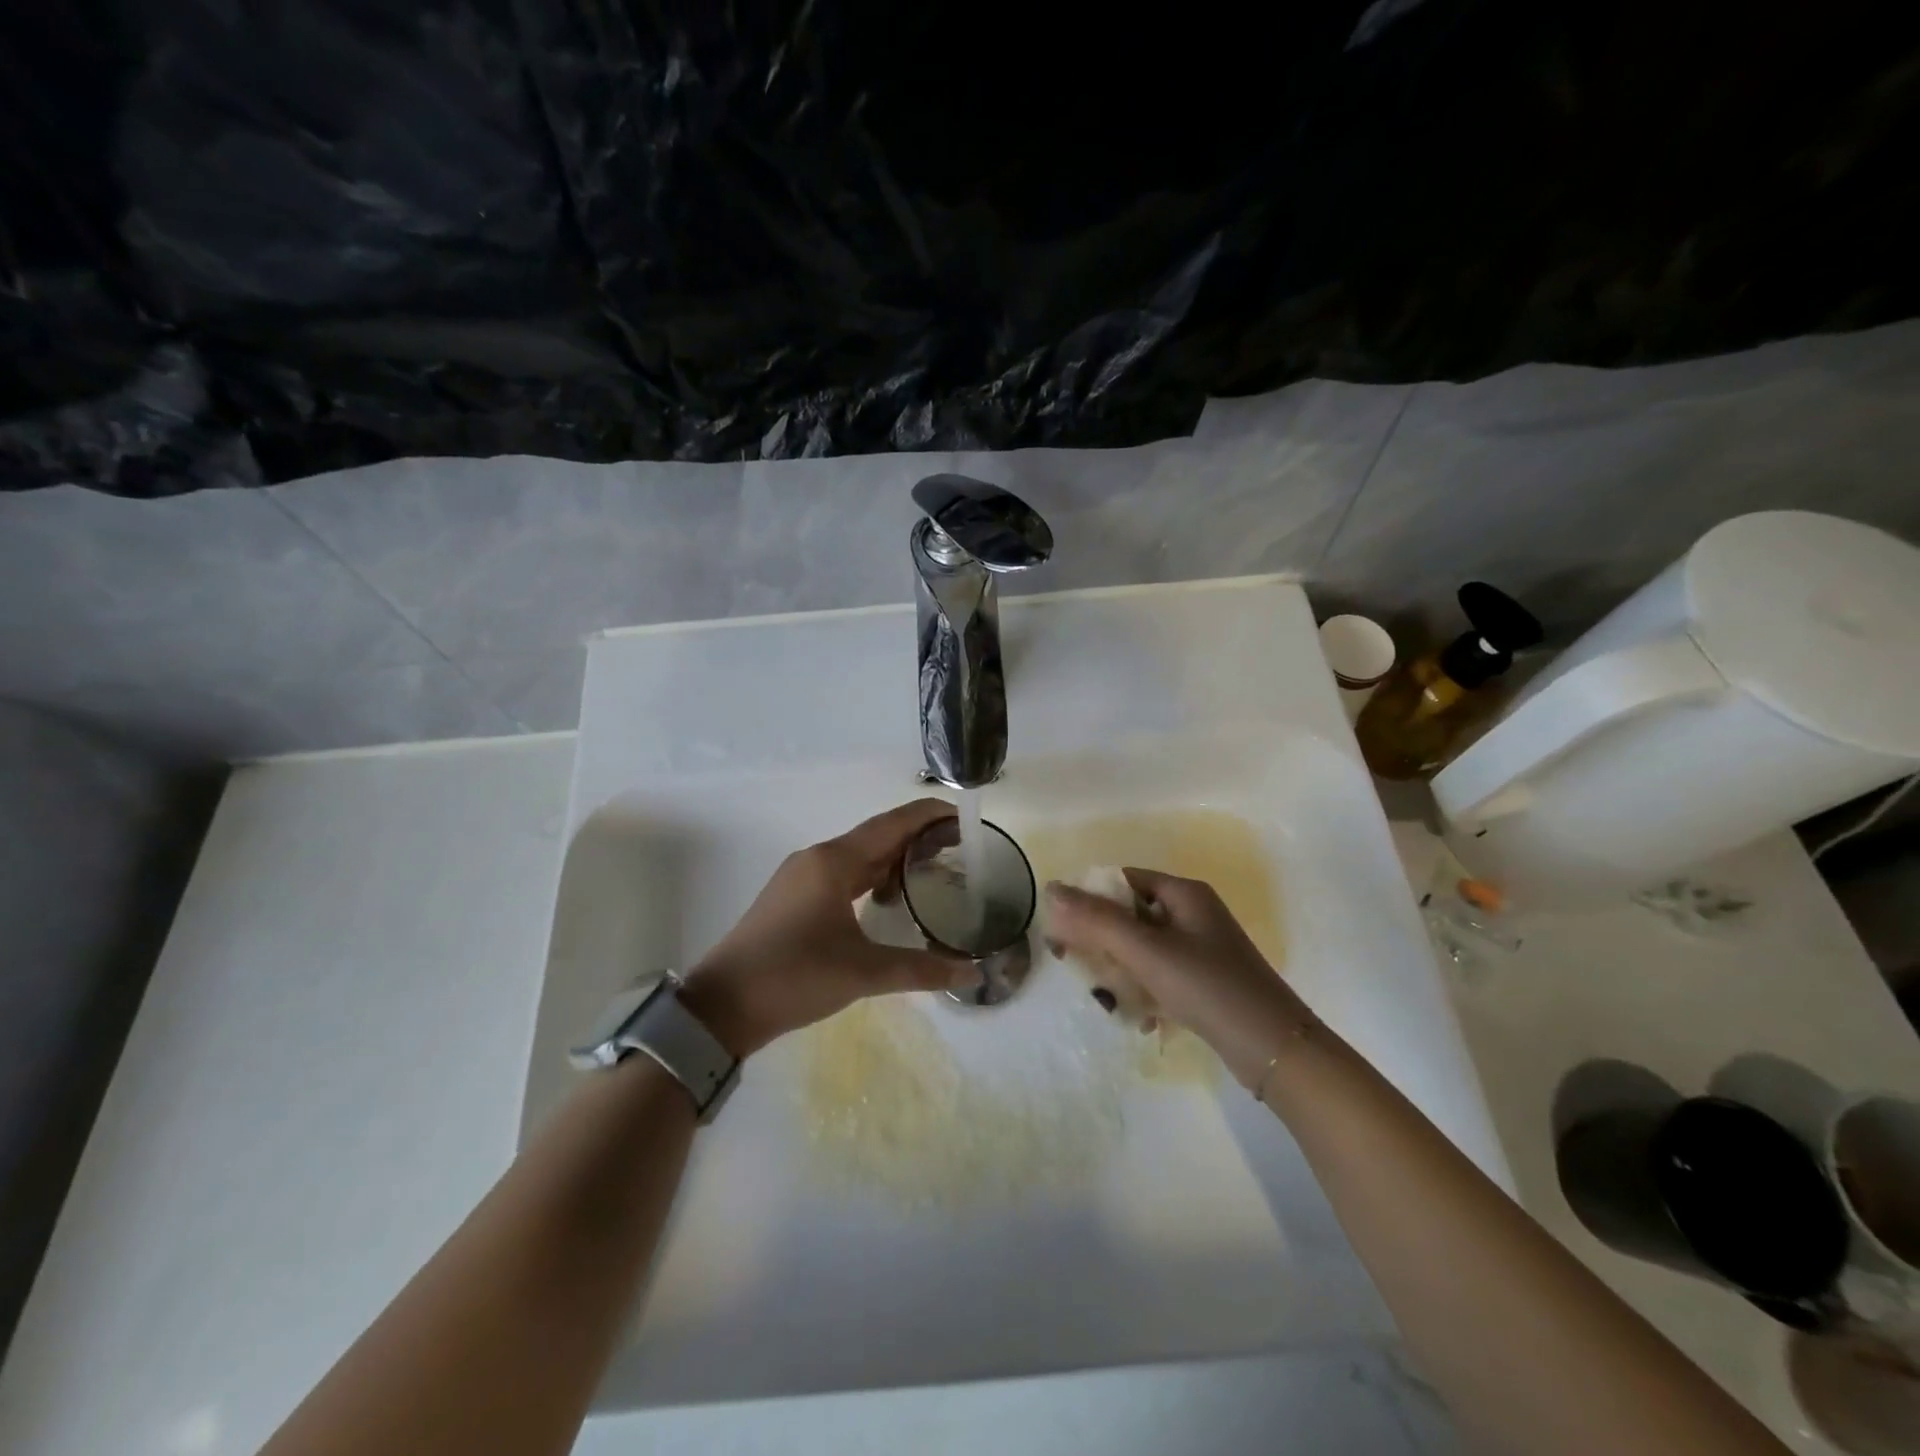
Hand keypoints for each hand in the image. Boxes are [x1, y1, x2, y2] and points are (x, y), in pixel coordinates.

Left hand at [680, 800, 976, 1057]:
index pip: (892, 825)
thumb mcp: (862, 973)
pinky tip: (889, 898)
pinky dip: (873, 877)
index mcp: (834, 862)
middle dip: (918, 836)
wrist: (721, 1006)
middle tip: (961, 846)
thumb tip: (972, 975)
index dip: (929, 815)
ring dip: (895, 858)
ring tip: (934, 868)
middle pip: (878, 836)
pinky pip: (843, 874)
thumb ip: (921, 970)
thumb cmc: (794, 977)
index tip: (965, 817)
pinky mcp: (794, 898)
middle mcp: (818, 858)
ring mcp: (802, 877)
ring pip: (859, 856)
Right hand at [1044, 869, 1319, 1090]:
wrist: (1275, 1050)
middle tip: (1079, 966)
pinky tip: (1139, 1017)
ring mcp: (1200, 949)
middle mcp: (1193, 913)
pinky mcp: (1204, 980)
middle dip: (1103, 941)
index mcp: (1183, 893)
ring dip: (1120, 970)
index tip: (1063, 930)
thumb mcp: (1147, 951)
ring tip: (1109, 998)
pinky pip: (1159, 974)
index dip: (1089, 899)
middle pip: (1130, 915)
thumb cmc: (1208, 987)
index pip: (1122, 880)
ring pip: (1142, 948)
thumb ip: (1097, 919)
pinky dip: (1144, 989)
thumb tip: (1052, 887)